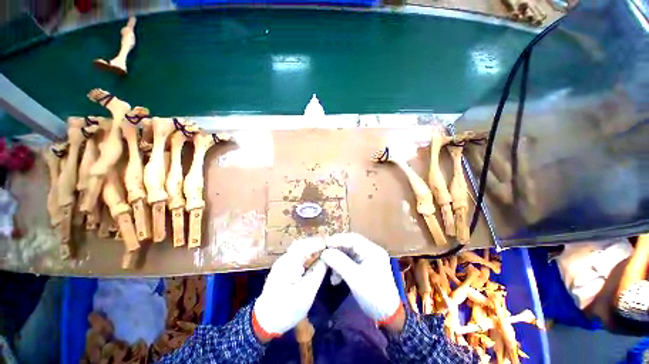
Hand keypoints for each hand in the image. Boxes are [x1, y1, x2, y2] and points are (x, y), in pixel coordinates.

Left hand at [253, 237, 326, 341]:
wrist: (265, 321)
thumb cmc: (286, 310)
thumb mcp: (306, 293)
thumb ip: (318, 272)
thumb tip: (328, 257)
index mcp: (288, 263)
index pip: (306, 245)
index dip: (320, 243)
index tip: (333, 244)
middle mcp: (285, 258)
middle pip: (303, 243)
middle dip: (317, 243)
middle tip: (331, 247)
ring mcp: (283, 261)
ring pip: (300, 248)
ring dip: (313, 247)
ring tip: (326, 251)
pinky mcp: (284, 266)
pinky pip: (298, 254)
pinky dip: (308, 253)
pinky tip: (315, 258)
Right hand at [321, 233, 403, 330]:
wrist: (387, 316)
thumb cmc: (373, 296)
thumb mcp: (355, 279)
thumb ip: (339, 263)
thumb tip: (324, 252)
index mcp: (373, 250)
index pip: (353, 238)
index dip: (337, 239)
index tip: (323, 243)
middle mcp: (371, 250)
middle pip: (350, 244)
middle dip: (336, 250)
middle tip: (323, 254)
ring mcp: (368, 258)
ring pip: (348, 253)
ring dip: (337, 260)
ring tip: (329, 270)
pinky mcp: (364, 266)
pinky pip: (349, 261)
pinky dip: (341, 267)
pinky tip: (335, 278)